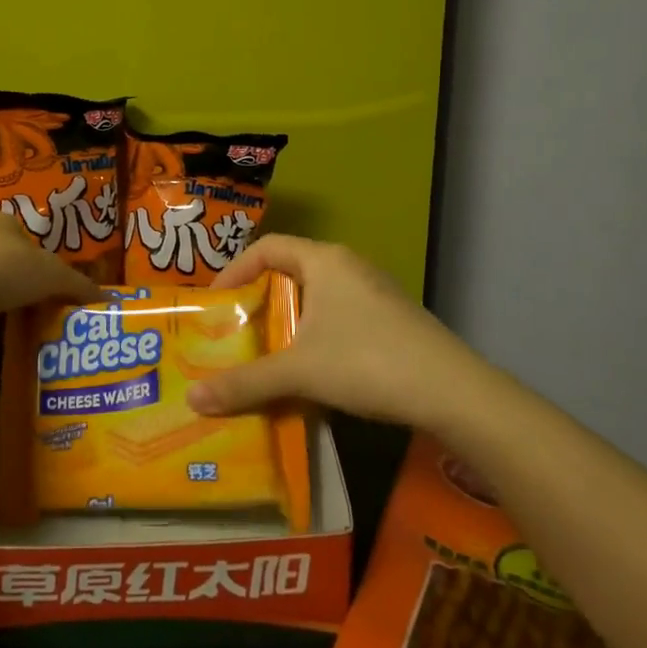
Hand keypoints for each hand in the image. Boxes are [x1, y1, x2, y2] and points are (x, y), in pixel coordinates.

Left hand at [0, 214, 104, 321]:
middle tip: (46, 302)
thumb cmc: (2, 269)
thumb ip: (78, 285)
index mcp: (2, 221)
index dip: (45, 255)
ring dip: (4, 297)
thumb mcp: (51, 275)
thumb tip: (109, 299)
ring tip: (25, 319)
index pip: (29, 233)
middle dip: (25, 278)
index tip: (57, 280)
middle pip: (9, 256)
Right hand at [185, 234, 481, 426]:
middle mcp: (349, 267)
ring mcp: (374, 293)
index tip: (216, 301)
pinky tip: (311, 369)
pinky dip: (315, 334)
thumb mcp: (300, 372)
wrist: (453, 392)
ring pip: (317, 296)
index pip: (267, 247)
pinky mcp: (391, 320)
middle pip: (290, 271)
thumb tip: (193, 400)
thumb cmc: (367, 362)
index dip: (235, 269)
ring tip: (266, 351)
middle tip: (235, 329)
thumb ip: (246, 382)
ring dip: (288, 320)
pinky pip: (339, 316)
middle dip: (259, 299)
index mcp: (324, 261)